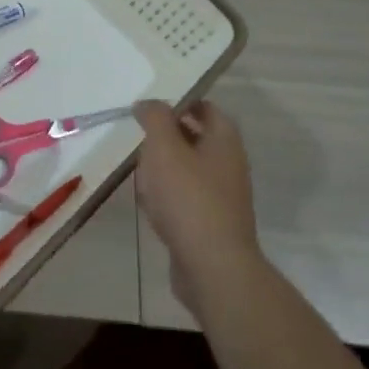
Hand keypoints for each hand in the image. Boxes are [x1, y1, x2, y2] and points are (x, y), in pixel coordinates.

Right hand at [133, 100, 263, 316]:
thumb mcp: (164, 147)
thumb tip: (148, 103)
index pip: (206, 108)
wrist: (212, 266)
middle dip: (168, 135)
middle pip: (197, 138)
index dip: (180, 102)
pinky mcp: (211, 223)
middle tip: (139, 134)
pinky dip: (167, 195)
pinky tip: (148, 202)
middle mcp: (229, 164)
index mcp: (224, 140)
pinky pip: (186, 198)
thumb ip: (155, 118)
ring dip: (165, 166)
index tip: (151, 106)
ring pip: (189, 169)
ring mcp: (223, 196)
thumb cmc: (188, 197)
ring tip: (138, 167)